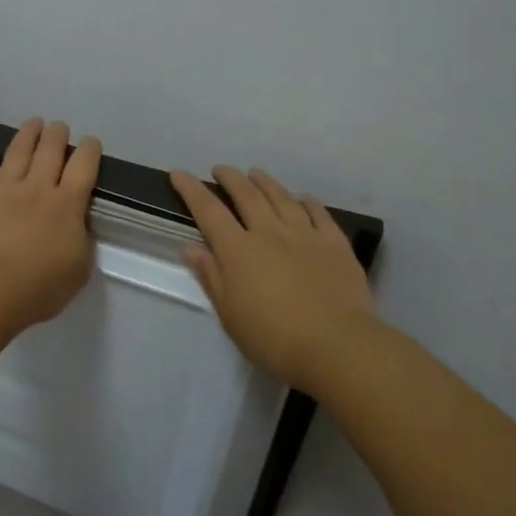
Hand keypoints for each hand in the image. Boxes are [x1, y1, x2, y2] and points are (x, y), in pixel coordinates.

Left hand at [0, 118, 102, 332]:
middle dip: (57, 135)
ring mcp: (3, 191)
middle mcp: (37, 189)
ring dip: (27, 134)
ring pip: (18, 153)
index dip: (89, 150)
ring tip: (34, 121)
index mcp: (67, 205)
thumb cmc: (40, 286)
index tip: (90, 141)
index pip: (83, 167)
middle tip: (59, 126)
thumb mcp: (79, 269)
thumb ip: (81, 241)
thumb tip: (77, 225)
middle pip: (50, 152)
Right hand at [170, 166, 376, 388]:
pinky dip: (308, 202)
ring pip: (282, 198)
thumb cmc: (273, 338)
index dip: (191, 190)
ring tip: (256, 173)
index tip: (179, 174)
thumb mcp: (230, 314)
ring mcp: (306, 235)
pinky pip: (320, 214)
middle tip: (220, 169)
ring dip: (266, 182)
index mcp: (239, 251)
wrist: (336, 346)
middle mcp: (270, 233)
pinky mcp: (335, 245)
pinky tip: (304, 198)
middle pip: (247, 195)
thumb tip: (190, 247)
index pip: (209, 212)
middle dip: (230, 178)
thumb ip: (211, 276)